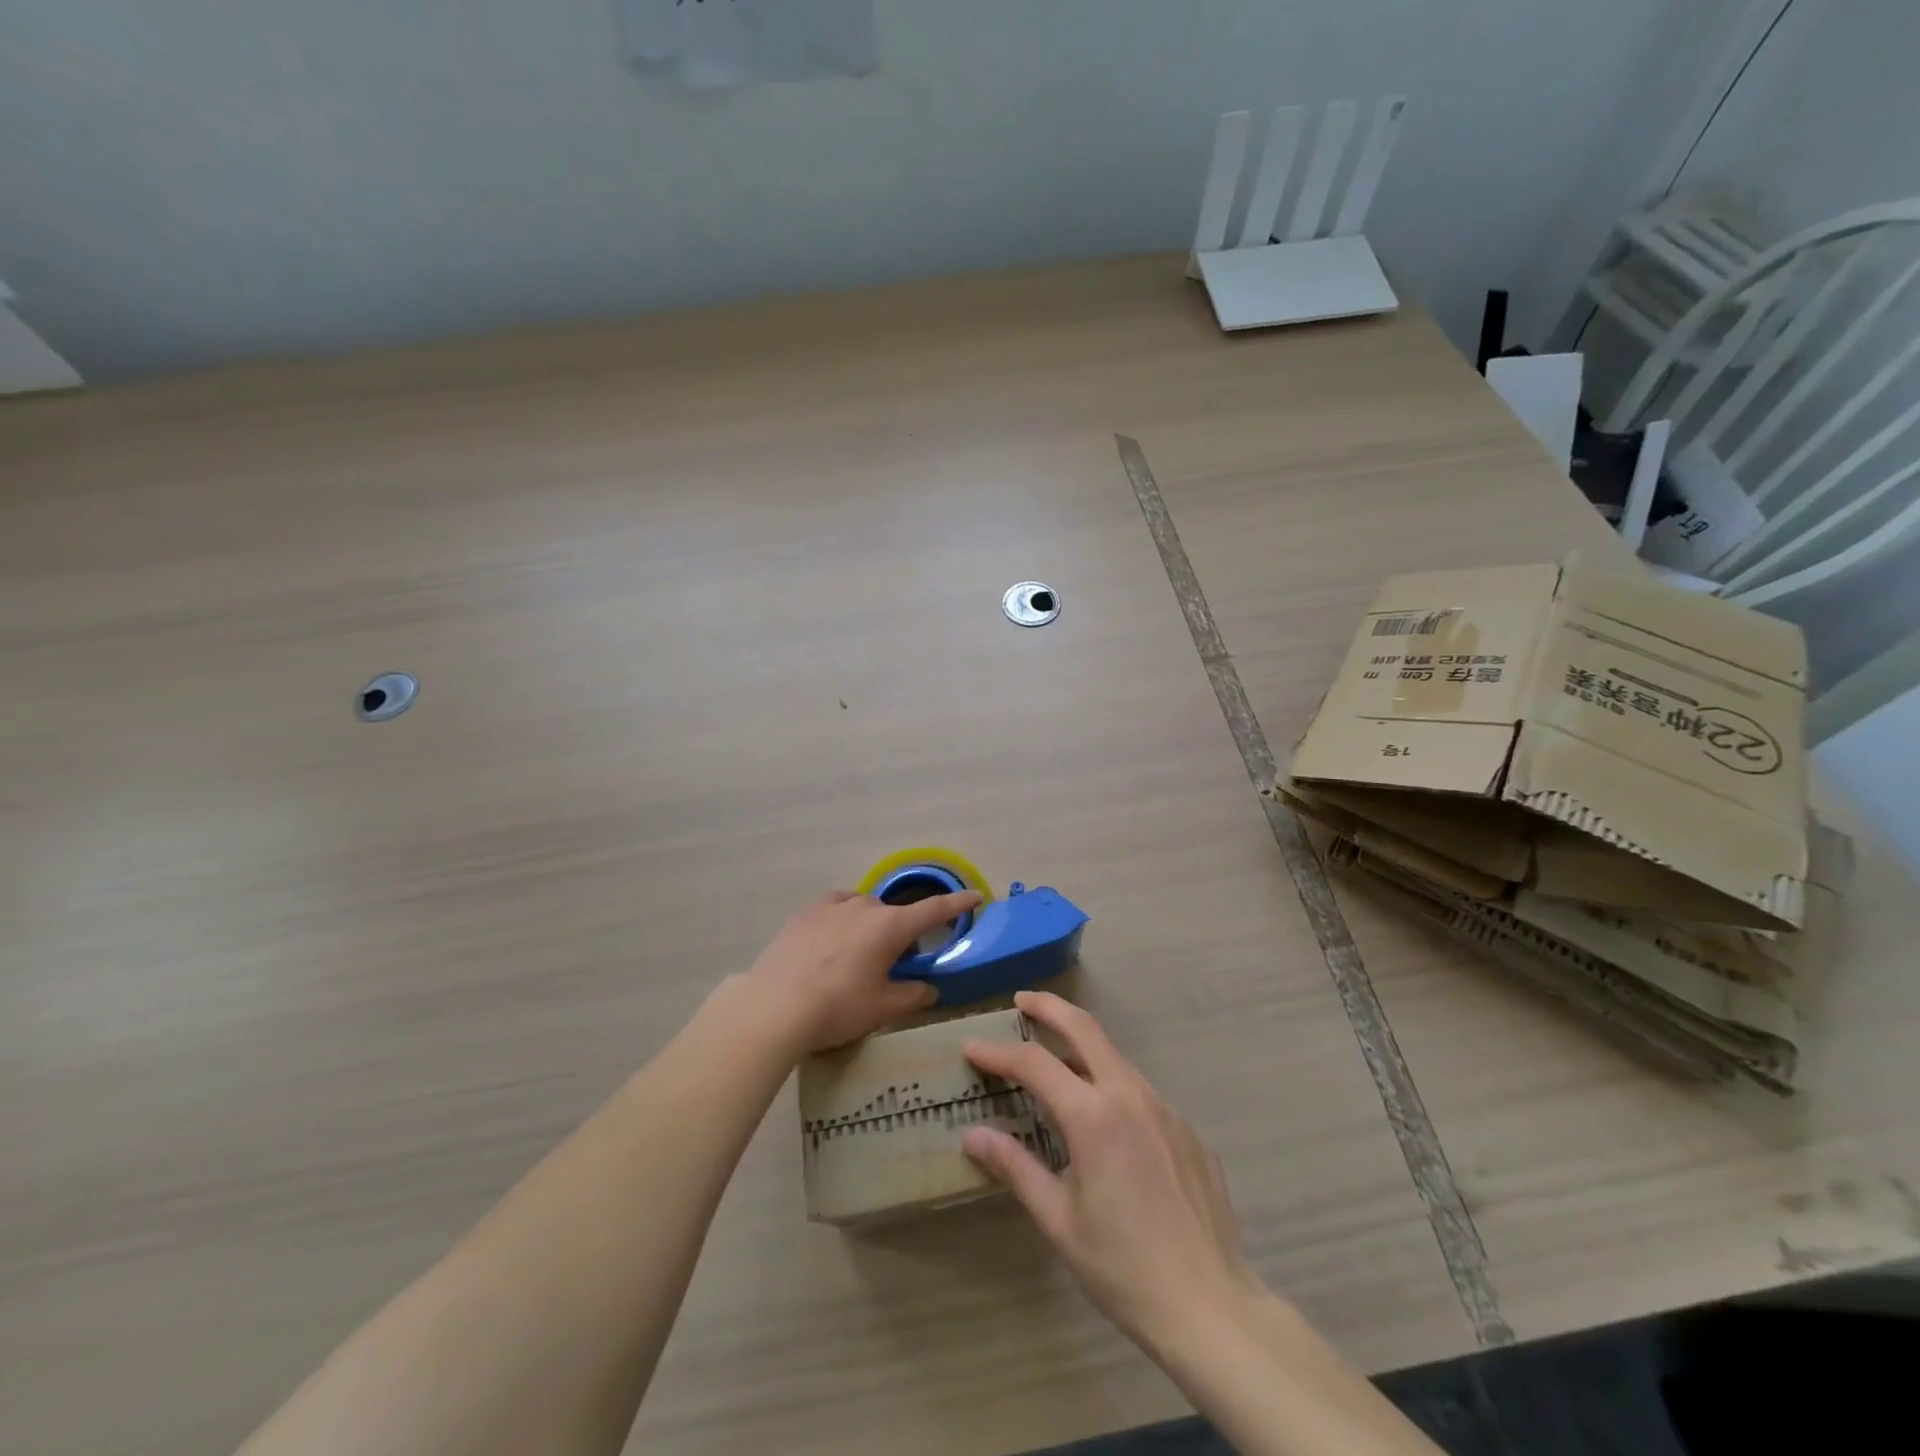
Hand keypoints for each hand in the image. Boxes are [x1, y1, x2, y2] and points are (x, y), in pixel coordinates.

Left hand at [743, 888, 983, 1054]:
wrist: (774, 1006)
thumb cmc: (838, 1008)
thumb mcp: (883, 1009)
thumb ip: (913, 996)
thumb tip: (928, 988)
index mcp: (891, 927)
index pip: (935, 910)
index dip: (959, 903)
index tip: (977, 895)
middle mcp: (865, 907)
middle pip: (894, 914)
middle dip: (901, 934)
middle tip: (893, 964)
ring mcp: (832, 906)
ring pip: (863, 908)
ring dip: (870, 925)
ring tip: (858, 954)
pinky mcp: (805, 913)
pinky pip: (836, 907)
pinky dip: (844, 917)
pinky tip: (834, 935)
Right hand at [961, 991, 1256, 1355]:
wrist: (1212, 1308)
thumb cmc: (1124, 1269)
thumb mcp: (1059, 1222)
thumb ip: (1016, 1168)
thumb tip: (973, 1135)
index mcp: (1094, 1117)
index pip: (1035, 1063)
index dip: (999, 1052)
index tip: (972, 1046)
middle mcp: (1130, 1096)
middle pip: (1085, 1028)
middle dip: (1049, 1007)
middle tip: (1021, 1001)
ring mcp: (1165, 1109)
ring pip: (1115, 1059)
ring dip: (1081, 1049)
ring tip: (1055, 1062)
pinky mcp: (1187, 1129)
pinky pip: (1141, 1094)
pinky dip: (1112, 1088)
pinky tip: (1105, 1123)